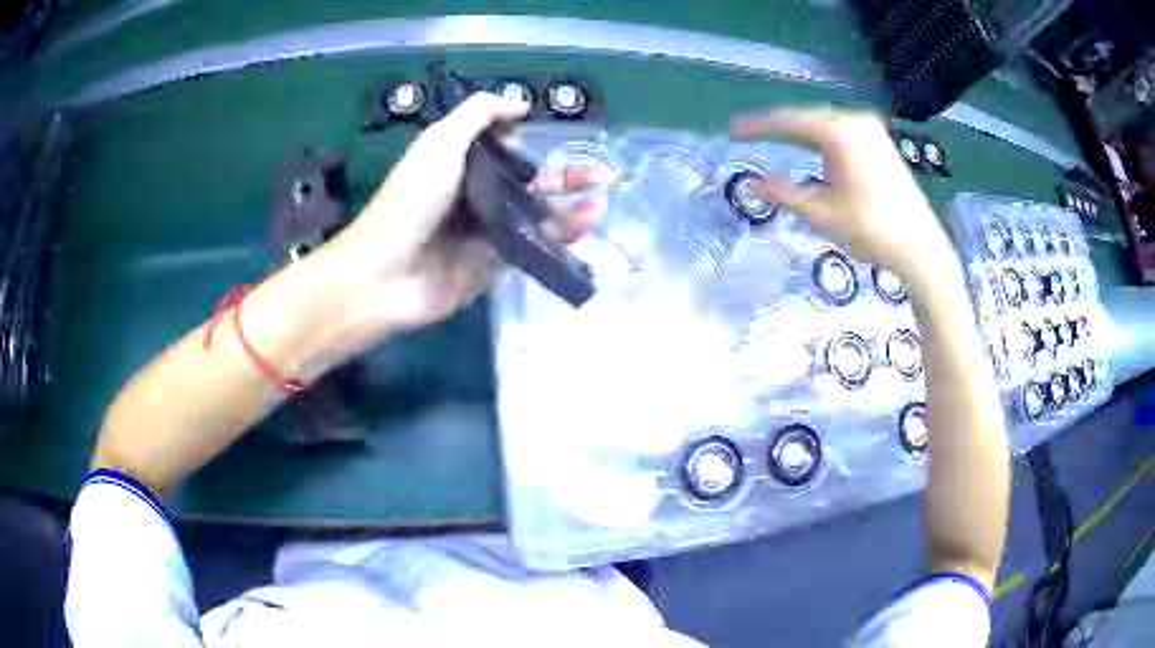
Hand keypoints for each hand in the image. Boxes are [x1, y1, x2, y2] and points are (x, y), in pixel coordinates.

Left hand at [311, 92, 609, 353]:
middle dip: (566, 178)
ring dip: (570, 209)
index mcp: (460, 165)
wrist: (386, 273)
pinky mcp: (492, 266)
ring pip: (536, 217)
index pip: (505, 152)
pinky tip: (584, 231)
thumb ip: (478, 114)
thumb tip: (520, 105)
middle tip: (603, 173)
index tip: (563, 140)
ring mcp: (484, 233)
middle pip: (528, 184)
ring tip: (602, 203)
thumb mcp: (440, 142)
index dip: (533, 146)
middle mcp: (475, 197)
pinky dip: (559, 240)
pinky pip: (531, 248)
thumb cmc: (411, 200)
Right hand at [730, 106, 957, 288]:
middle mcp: (855, 121)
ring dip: (800, 132)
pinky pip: (842, 131)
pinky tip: (812, 148)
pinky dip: (821, 138)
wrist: (920, 246)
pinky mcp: (881, 142)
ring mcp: (872, 129)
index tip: (733, 131)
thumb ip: (784, 194)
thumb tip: (751, 185)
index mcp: (839, 132)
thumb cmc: (871, 229)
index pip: (788, 121)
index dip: (758, 126)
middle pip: (807, 117)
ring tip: (776, 140)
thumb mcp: (821, 214)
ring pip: (825, 123)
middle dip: (779, 127)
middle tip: (750, 135)